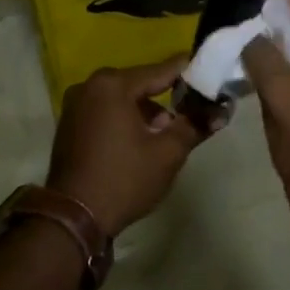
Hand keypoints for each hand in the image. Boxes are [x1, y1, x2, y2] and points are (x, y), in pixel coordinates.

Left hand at [47, 54, 202, 236]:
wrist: (73, 218)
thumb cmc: (124, 179)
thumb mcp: (167, 153)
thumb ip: (195, 125)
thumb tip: (221, 112)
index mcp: (113, 84)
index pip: (161, 70)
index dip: (189, 73)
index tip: (211, 74)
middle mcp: (90, 85)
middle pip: (139, 84)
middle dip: (165, 98)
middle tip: (189, 115)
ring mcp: (75, 104)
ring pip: (121, 98)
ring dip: (144, 112)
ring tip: (163, 137)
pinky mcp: (69, 123)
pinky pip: (105, 111)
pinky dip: (123, 119)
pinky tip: (137, 143)